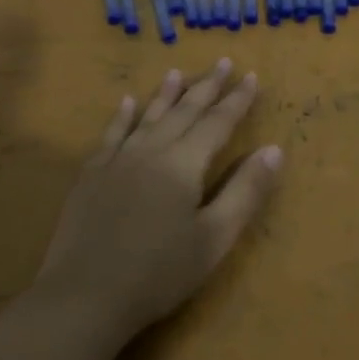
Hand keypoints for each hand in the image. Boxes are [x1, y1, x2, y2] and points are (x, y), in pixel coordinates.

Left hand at [0, 59, 282, 359]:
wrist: (84, 297)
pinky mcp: (91, 175)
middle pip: (184, 111)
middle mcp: (151, 150)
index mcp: (184, 164)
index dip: (236, 100)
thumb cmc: (159, 272)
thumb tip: (274, 149)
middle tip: (222, 62)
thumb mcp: (214, 237)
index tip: (251, 76)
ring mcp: (117, 160)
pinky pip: (111, 134)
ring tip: (178, 72)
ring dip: (166, 94)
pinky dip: (122, 116)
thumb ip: (245, 191)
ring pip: (147, 116)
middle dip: (206, 87)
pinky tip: (126, 103)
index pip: (217, 123)